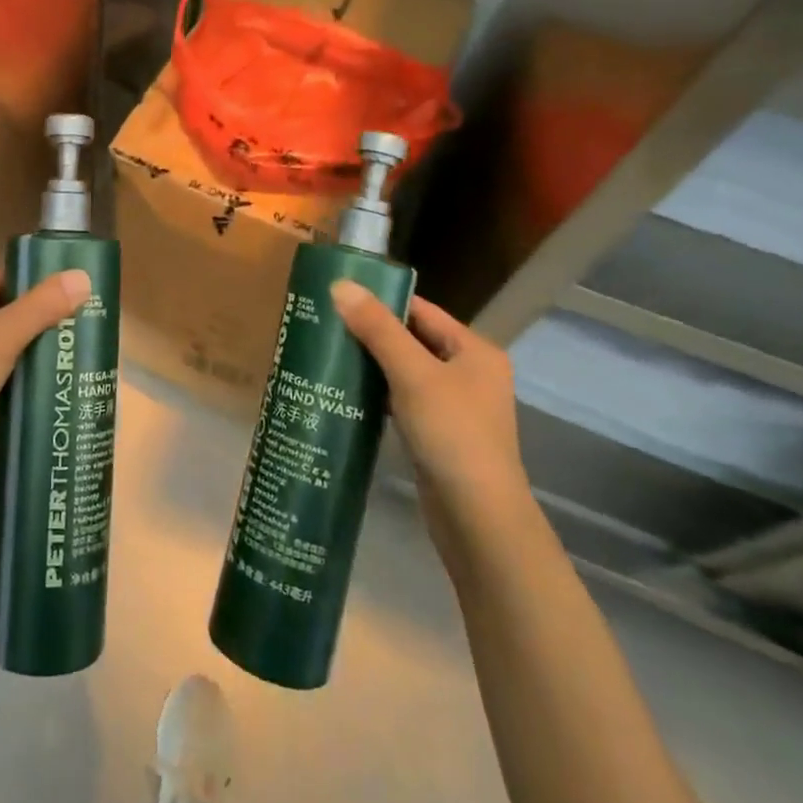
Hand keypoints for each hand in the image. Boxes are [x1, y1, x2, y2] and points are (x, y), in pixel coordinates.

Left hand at [0, 267, 91, 450]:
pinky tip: (30, 375)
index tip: (64, 297)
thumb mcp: (1, 338)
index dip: (29, 286)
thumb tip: (82, 276)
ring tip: (57, 347)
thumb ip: (41, 307)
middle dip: (27, 317)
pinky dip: (3, 366)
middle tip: (67, 323)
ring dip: (17, 343)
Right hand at [331, 281, 528, 528]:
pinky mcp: (439, 433)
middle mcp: (469, 372)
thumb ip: (377, 328)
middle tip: (324, 324)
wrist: (477, 518)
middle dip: (370, 333)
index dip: (380, 301)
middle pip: (412, 339)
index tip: (337, 296)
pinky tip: (347, 392)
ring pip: (405, 371)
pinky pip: (403, 400)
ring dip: (371, 364)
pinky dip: (378, 393)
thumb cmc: (452, 434)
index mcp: (474, 350)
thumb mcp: (412, 374)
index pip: (420, 310)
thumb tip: (340, 285)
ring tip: (328, 354)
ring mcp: (455, 405)